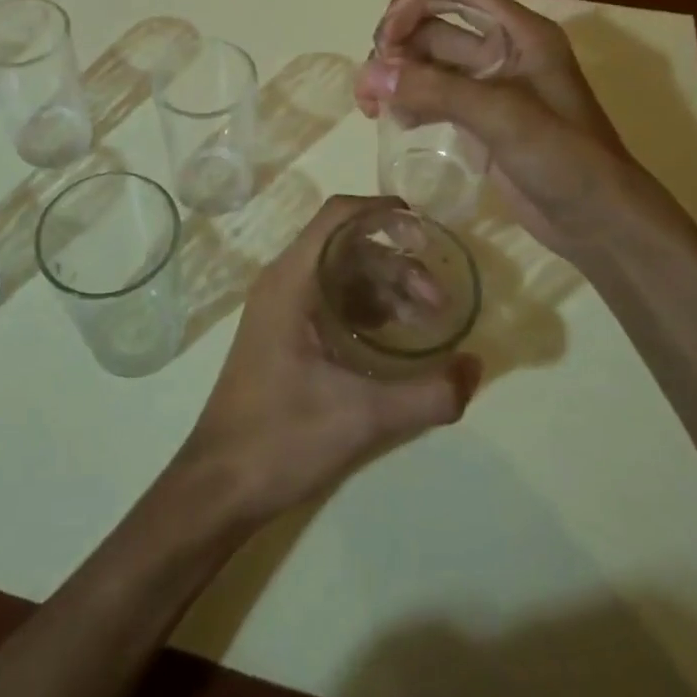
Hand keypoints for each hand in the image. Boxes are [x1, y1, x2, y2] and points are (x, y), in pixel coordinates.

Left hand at [178, 196, 480, 525]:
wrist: (221, 484)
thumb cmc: (282, 437)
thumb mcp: (363, 416)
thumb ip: (428, 393)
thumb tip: (476, 366)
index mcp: (292, 280)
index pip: (338, 216)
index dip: (382, 212)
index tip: (426, 228)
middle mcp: (283, 282)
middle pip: (346, 247)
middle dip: (397, 264)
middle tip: (439, 302)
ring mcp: (280, 308)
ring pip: (340, 274)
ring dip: (385, 288)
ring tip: (426, 321)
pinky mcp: (283, 333)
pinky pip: (330, 300)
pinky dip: (366, 307)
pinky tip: (395, 336)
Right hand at [353, 0, 644, 258]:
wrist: (600, 222)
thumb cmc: (566, 160)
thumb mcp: (504, 118)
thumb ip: (437, 90)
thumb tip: (371, 73)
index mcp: (520, 34)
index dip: (415, 2)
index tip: (384, 40)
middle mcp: (503, 51)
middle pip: (435, 27)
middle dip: (397, 47)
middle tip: (370, 84)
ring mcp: (490, 86)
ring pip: (429, 63)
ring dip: (398, 77)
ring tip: (372, 107)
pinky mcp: (480, 119)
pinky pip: (435, 95)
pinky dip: (411, 101)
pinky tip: (398, 123)